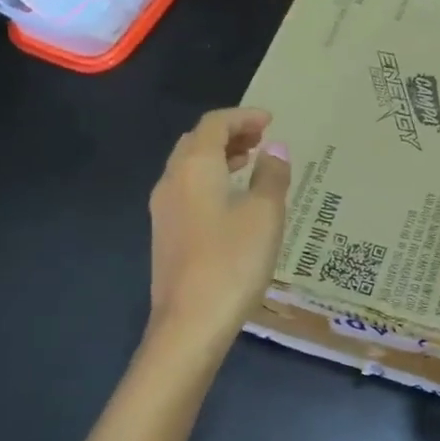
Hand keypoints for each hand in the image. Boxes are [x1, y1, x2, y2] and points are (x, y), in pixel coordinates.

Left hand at [147, 107, 290, 345]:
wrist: (190, 324)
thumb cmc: (233, 262)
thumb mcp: (265, 214)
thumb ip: (272, 176)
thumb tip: (276, 150)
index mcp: (195, 167)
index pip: (214, 124)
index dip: (243, 117)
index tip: (270, 121)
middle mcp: (172, 180)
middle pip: (197, 141)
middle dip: (229, 134)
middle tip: (261, 140)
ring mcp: (163, 209)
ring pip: (189, 167)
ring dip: (218, 157)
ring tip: (250, 164)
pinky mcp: (165, 234)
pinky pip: (187, 190)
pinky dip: (210, 180)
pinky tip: (232, 201)